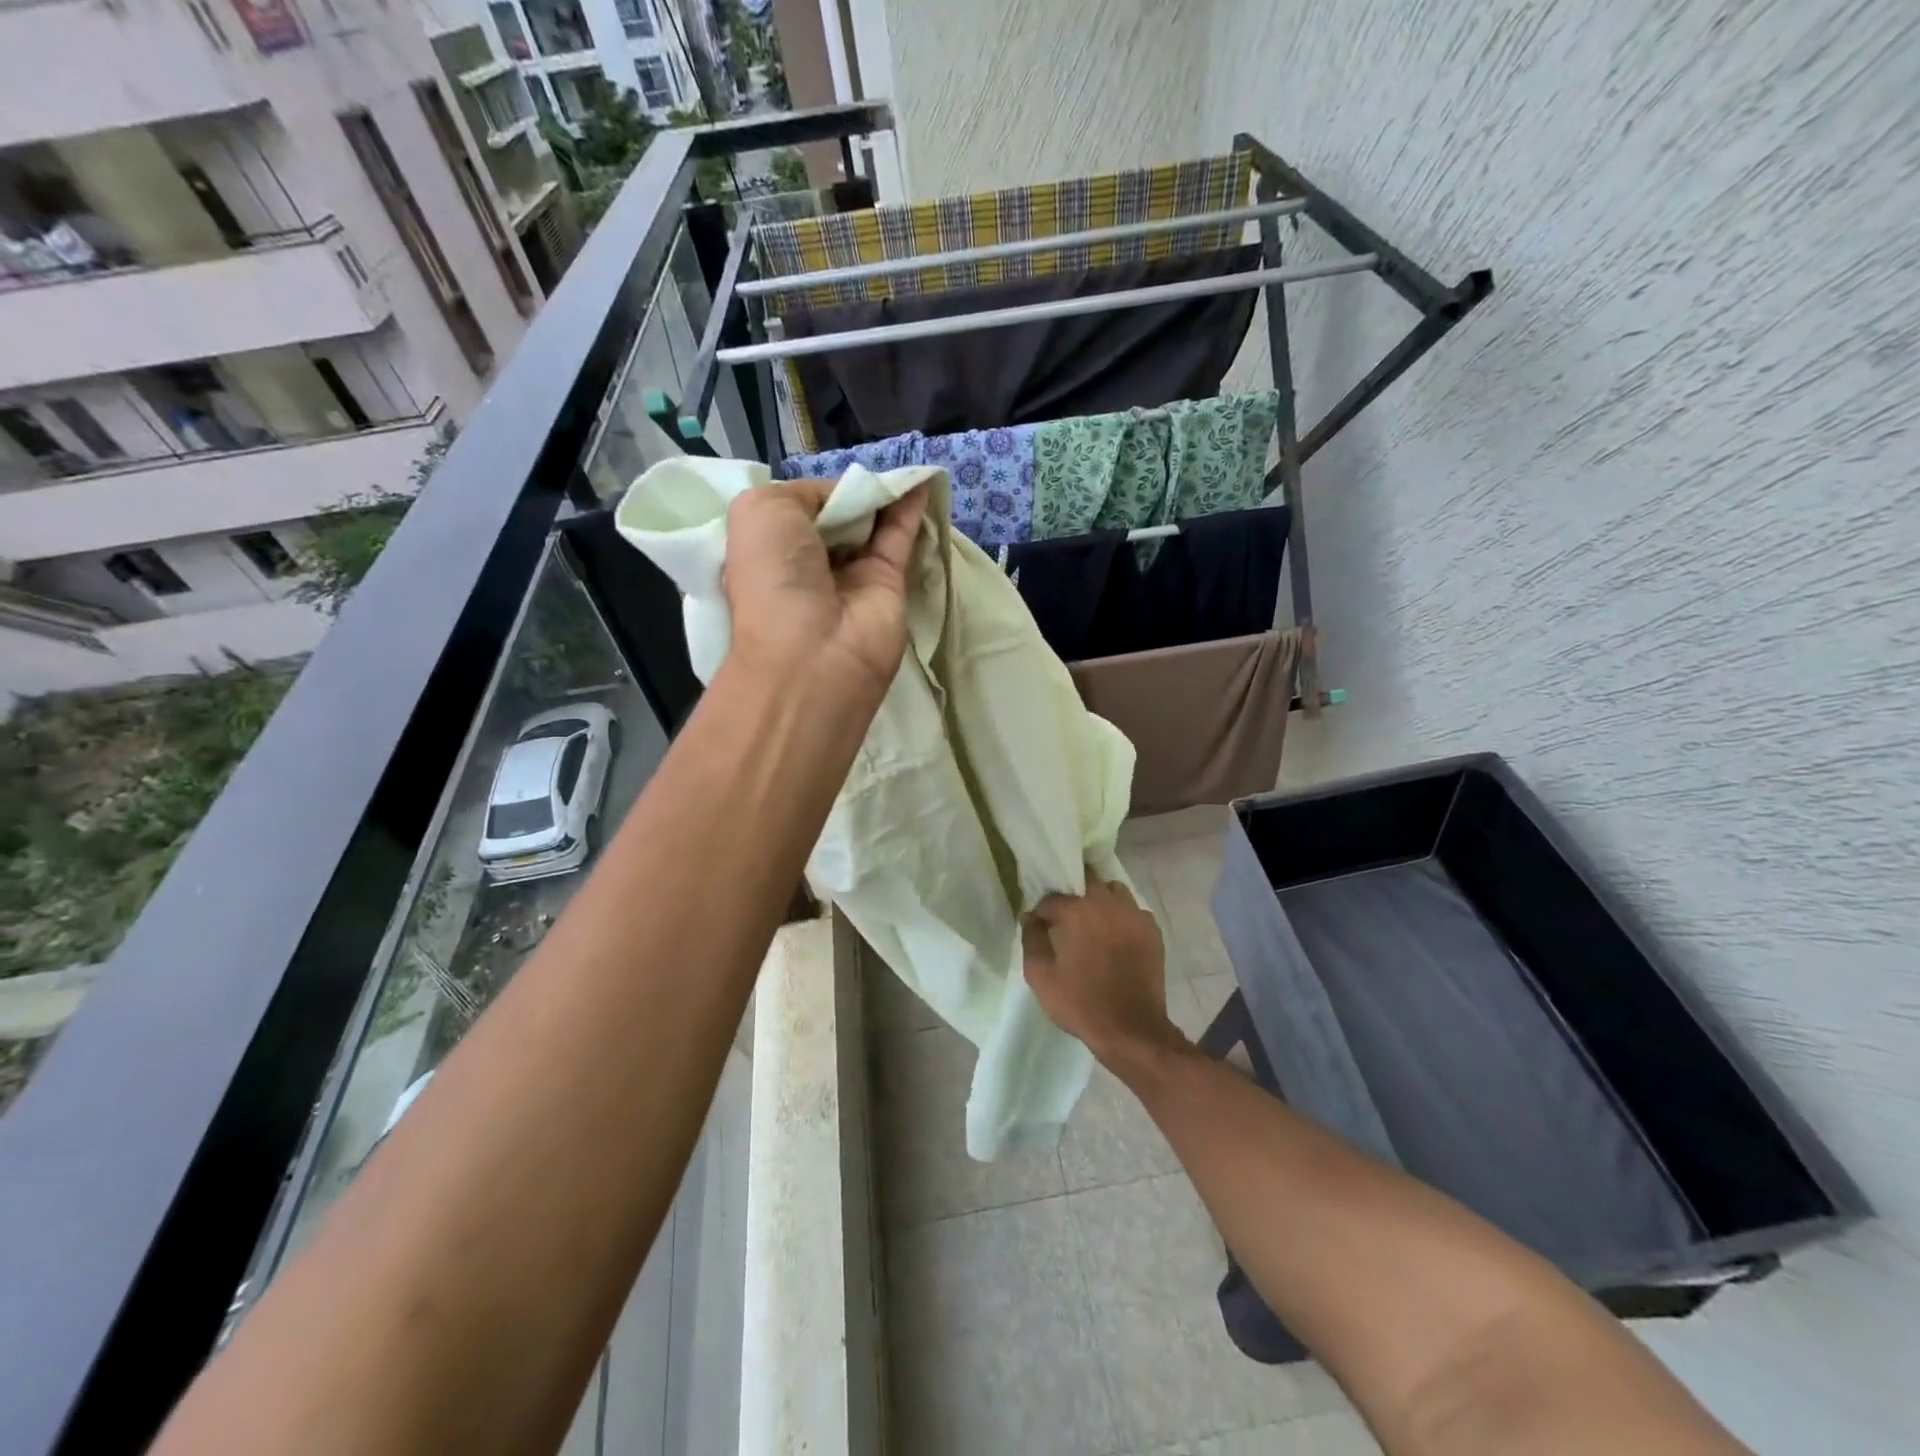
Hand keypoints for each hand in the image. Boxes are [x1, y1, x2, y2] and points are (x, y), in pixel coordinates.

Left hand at [724, 478, 930, 705]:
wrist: (813, 653)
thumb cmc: (774, 576)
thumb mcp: (762, 511)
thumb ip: (804, 493)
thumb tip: (846, 500)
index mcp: (770, 548)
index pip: (799, 507)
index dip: (817, 492)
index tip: (831, 481)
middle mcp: (809, 561)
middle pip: (837, 513)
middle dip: (850, 492)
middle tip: (869, 472)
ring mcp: (851, 573)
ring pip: (870, 523)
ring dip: (883, 495)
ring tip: (900, 468)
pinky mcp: (888, 582)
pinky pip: (899, 537)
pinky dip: (909, 508)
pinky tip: (920, 481)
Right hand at [1023, 876, 1188, 1073]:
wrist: (1132, 1030)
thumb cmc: (1081, 1003)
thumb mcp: (1041, 976)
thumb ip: (1031, 940)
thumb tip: (1030, 918)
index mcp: (1078, 911)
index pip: (1052, 898)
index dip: (1043, 913)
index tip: (1040, 929)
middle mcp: (1108, 903)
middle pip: (1087, 881)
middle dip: (1074, 895)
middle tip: (1067, 920)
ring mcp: (1135, 915)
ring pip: (1114, 891)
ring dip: (1101, 900)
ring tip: (1094, 924)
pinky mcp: (1152, 930)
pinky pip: (1133, 911)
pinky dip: (1123, 917)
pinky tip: (1117, 938)